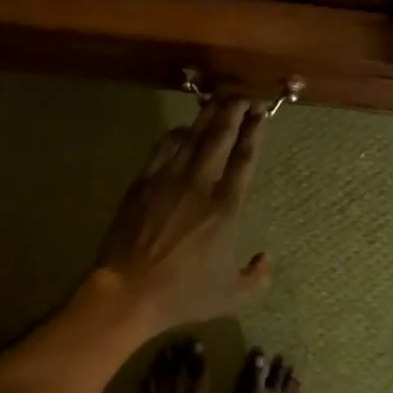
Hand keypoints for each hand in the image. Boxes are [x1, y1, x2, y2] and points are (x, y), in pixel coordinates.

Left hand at [93, 97, 271, 331]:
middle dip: (234, 111)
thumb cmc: (182, 295)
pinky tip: (183, 129)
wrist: (127, 292)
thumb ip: (256, 278)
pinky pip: (163, 148)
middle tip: (244, 94)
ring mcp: (169, 180)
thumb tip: (265, 259)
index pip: (244, 160)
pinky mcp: (143, 182)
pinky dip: (176, 134)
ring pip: (192, 137)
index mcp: (226, 208)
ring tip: (219, 100)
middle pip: (220, 137)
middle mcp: (200, 185)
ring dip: (207, 116)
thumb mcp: (231, 297)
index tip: (260, 113)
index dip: (254, 132)